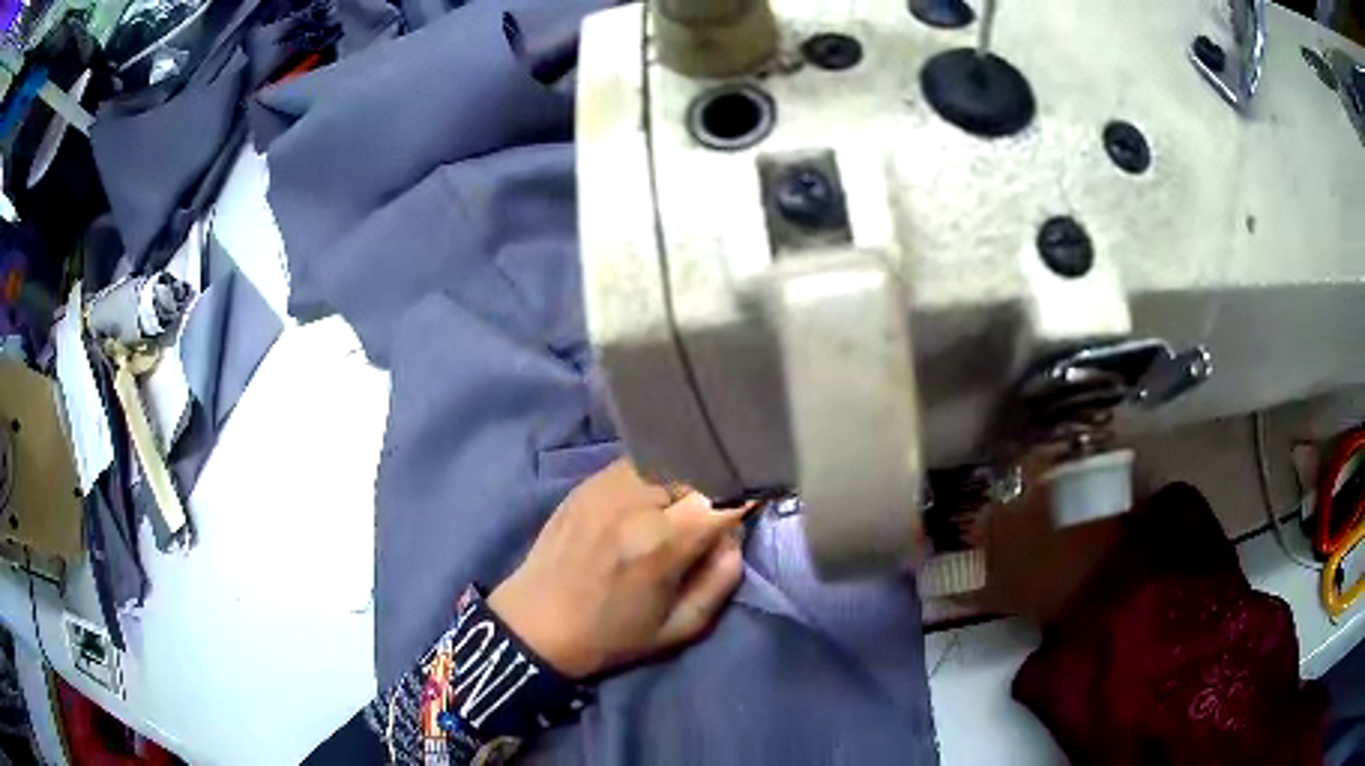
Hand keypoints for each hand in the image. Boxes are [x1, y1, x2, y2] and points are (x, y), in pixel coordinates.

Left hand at [488, 459, 746, 678]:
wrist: (535, 624)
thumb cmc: (612, 636)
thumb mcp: (680, 629)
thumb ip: (721, 580)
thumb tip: (735, 537)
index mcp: (660, 543)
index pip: (723, 495)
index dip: (748, 493)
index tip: (760, 497)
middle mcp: (634, 503)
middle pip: (697, 469)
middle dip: (717, 484)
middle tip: (720, 505)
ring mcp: (605, 486)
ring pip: (667, 459)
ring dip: (686, 476)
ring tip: (684, 503)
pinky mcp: (586, 483)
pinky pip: (637, 463)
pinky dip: (657, 474)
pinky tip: (652, 499)